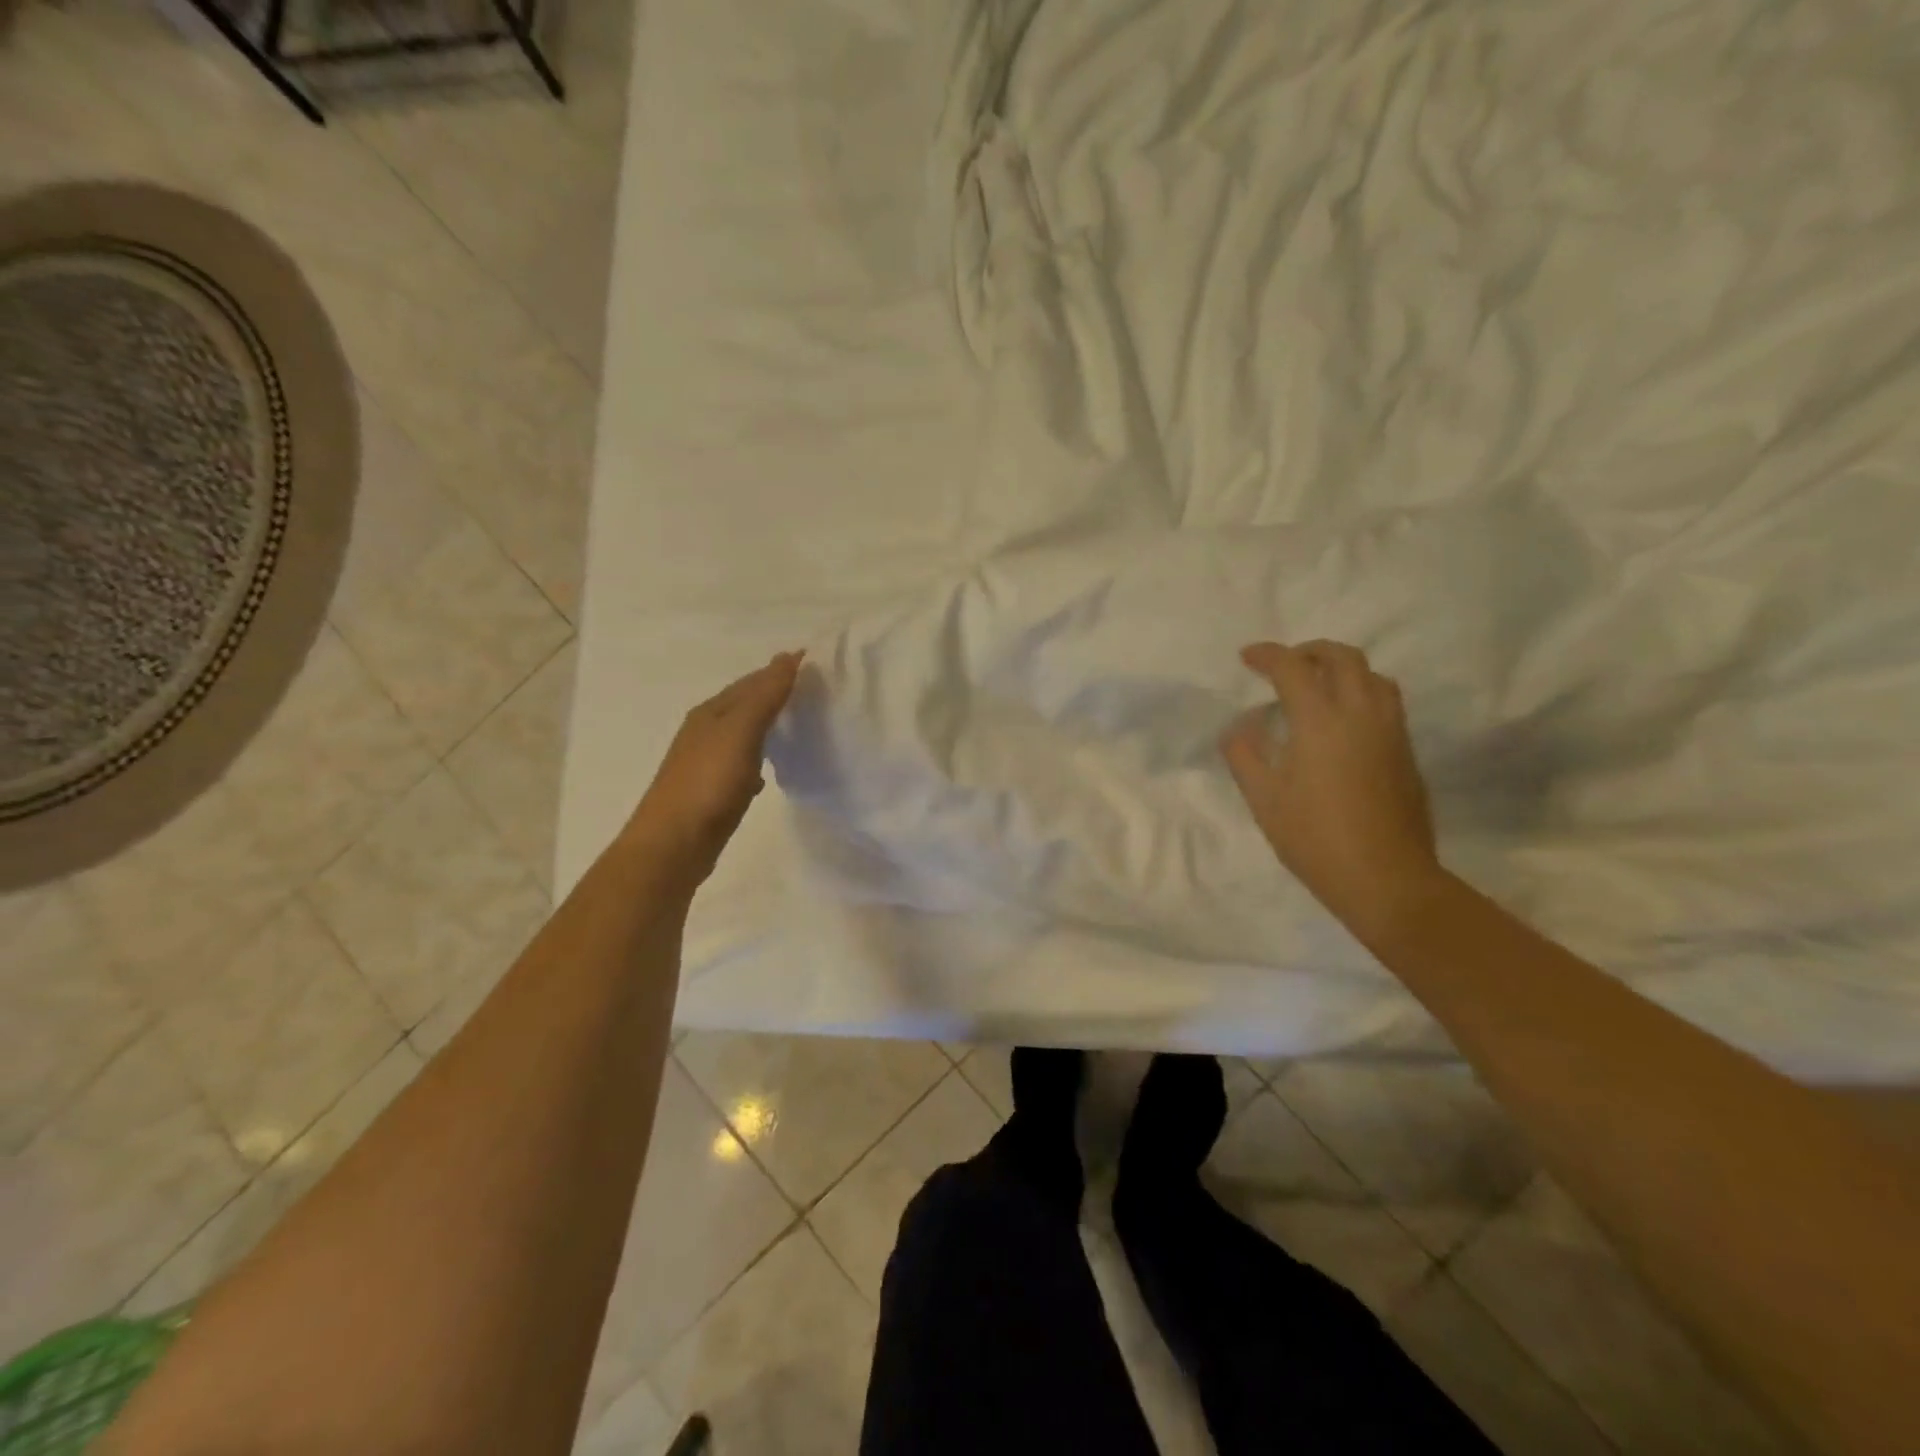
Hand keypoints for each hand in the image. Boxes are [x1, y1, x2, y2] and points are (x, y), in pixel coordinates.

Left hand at [625, 652, 803, 889]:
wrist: (673, 844)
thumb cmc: (708, 783)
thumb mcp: (740, 732)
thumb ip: (765, 696)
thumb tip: (787, 657)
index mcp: (712, 712)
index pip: (752, 681)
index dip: (782, 671)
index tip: (818, 665)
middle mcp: (706, 731)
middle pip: (746, 704)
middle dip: (777, 695)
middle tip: (817, 693)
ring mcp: (707, 762)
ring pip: (744, 734)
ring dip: (769, 726)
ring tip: (800, 725)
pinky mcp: (713, 791)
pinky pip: (742, 764)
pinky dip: (759, 759)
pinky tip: (770, 772)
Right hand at [1221, 640, 1442, 936]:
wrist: (1386, 878)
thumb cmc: (1315, 839)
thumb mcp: (1263, 799)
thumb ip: (1244, 754)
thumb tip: (1239, 727)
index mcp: (1321, 721)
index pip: (1293, 668)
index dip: (1267, 655)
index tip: (1247, 657)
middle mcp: (1361, 714)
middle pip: (1342, 658)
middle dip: (1309, 651)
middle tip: (1284, 664)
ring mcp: (1390, 731)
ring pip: (1373, 675)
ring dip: (1342, 668)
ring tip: (1318, 685)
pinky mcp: (1405, 751)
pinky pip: (1385, 700)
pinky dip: (1361, 691)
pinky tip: (1342, 719)